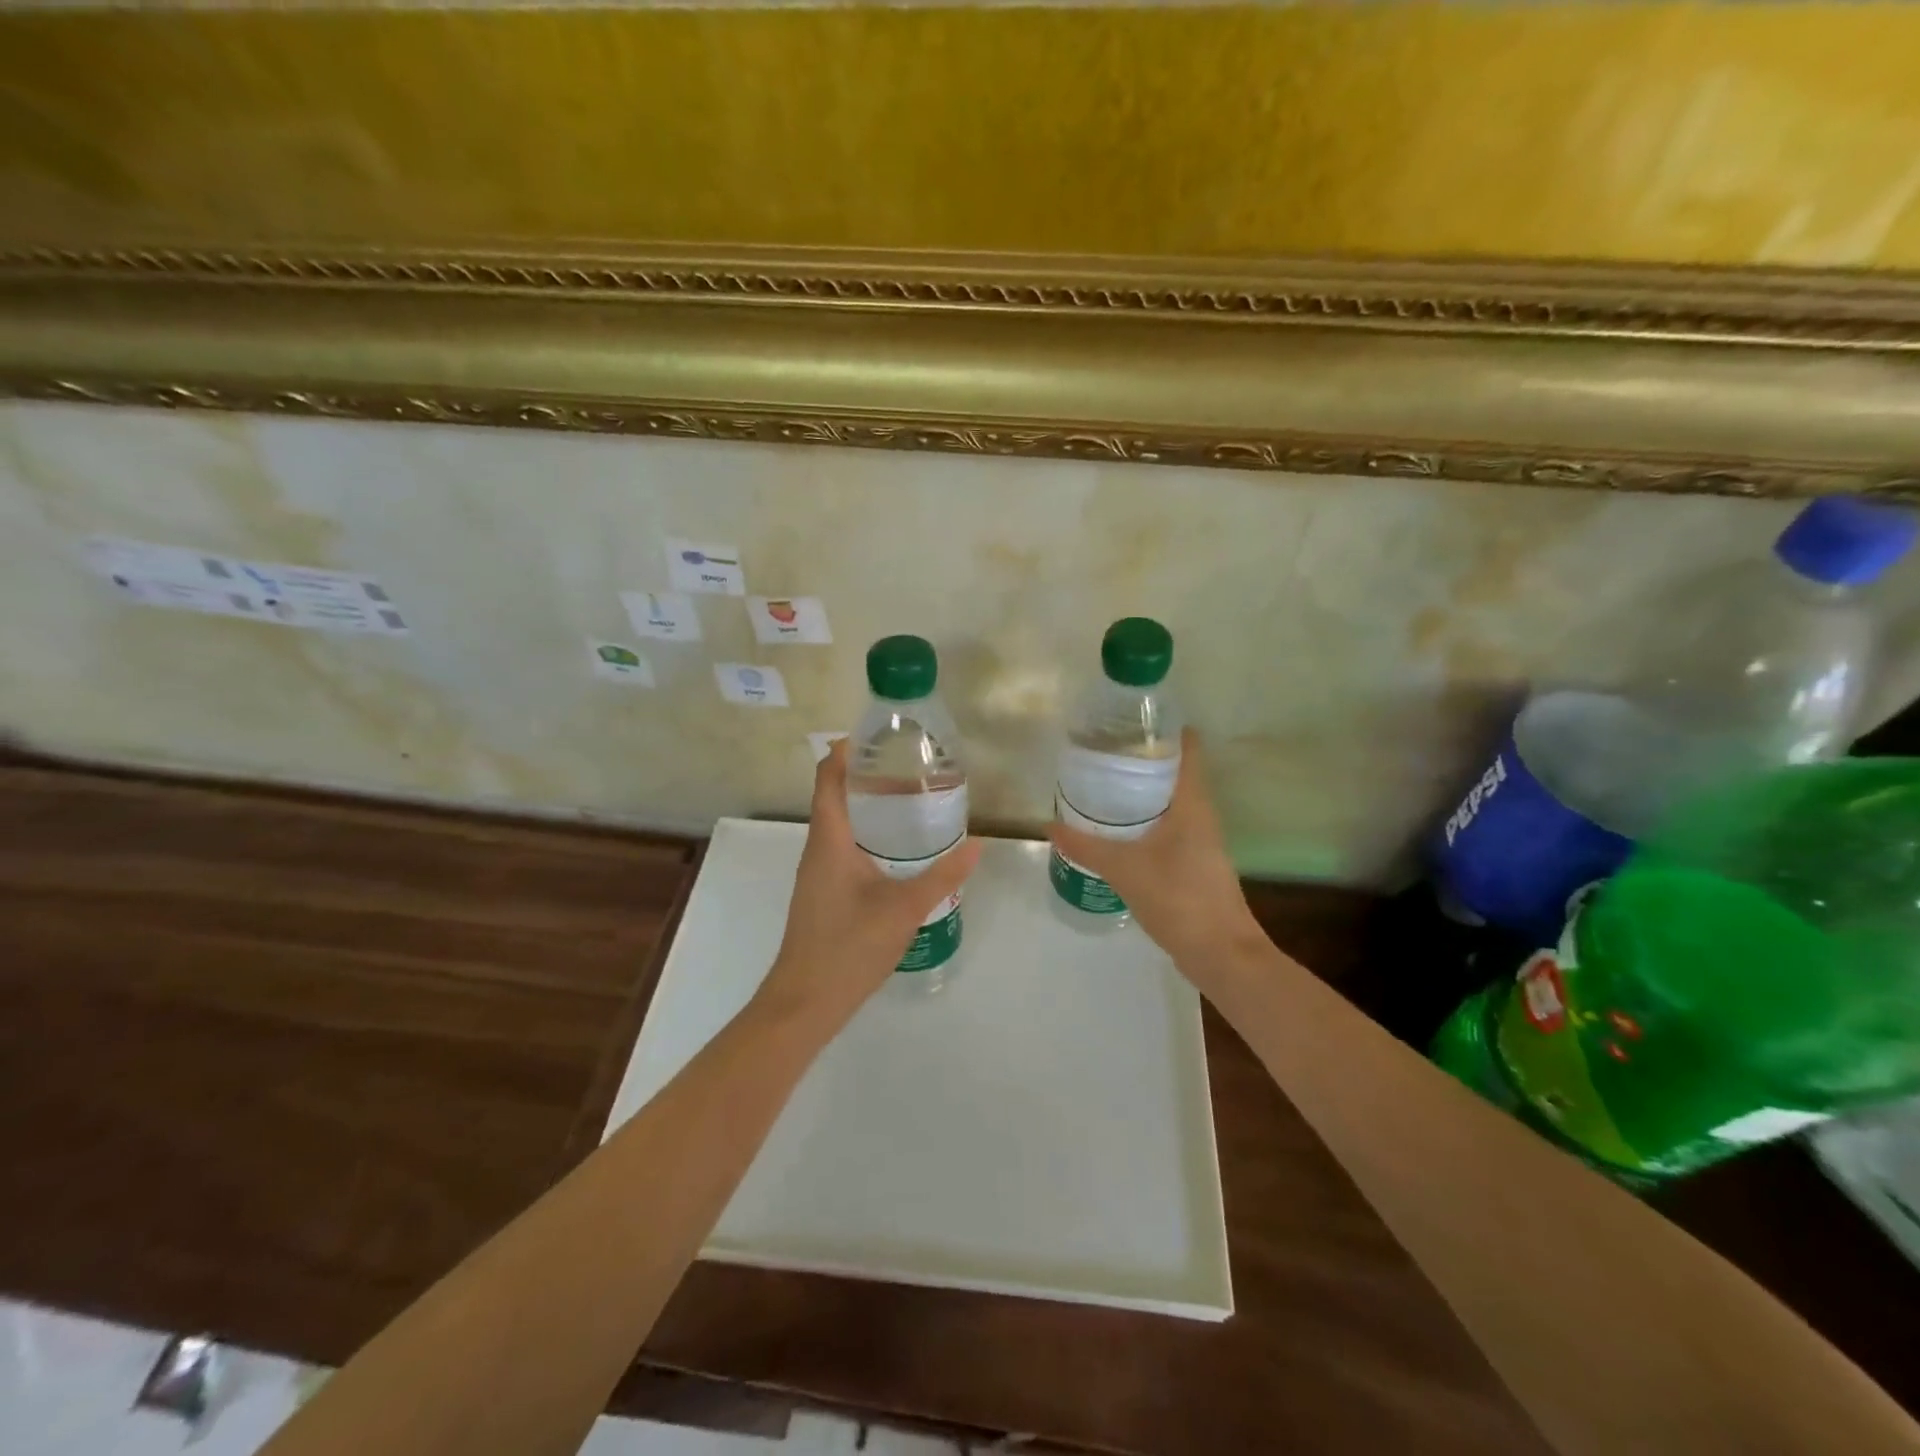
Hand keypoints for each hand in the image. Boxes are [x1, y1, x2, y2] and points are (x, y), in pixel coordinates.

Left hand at [757, 740, 981, 1030]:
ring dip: (867, 806)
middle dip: (866, 776)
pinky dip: (866, 834)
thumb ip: (942, 875)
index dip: (845, 752)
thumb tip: (977, 844)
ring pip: (839, 824)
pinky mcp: (823, 892)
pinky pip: (842, 847)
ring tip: (909, 799)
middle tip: (909, 766)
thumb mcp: (904, 908)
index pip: (828, 779)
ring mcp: (817, 873)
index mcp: (829, 840)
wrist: (805, 1002)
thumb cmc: (849, 947)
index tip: (877, 737)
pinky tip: (896, 848)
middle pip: (834, 796)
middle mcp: (818, 849)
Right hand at [1048, 729, 1265, 988]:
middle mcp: (1201, 815)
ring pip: (1170, 802)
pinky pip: (1168, 827)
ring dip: (1142, 791)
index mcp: (1193, 803)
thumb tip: (1050, 825)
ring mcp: (1200, 840)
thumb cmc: (1178, 898)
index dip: (1164, 729)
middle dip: (1142, 759)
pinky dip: (1145, 820)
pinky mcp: (1194, 863)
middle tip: (1102, 750)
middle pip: (1175, 772)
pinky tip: (1118, 830)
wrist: (1221, 953)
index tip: (1129, 720)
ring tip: (1103, 784)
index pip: (1187, 749)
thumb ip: (1086, 846)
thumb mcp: (1124, 869)